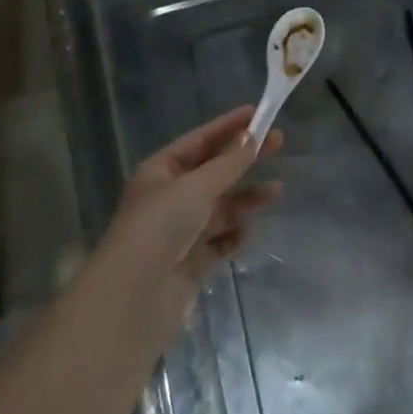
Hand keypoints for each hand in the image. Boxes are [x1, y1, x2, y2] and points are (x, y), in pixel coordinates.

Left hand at [96, 105, 282, 327]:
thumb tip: (252, 136)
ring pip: (221, 207)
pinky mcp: (191, 262)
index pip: (200, 141)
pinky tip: (245, 233)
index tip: (258, 113)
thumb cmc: (160, 228)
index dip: (228, 126)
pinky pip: (220, 241)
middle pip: (214, 171)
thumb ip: (228, 163)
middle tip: (279, 143)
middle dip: (244, 159)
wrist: (133, 299)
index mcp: (161, 171)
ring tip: (276, 191)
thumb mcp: (196, 187)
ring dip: (246, 198)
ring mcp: (180, 231)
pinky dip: (233, 235)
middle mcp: (170, 197)